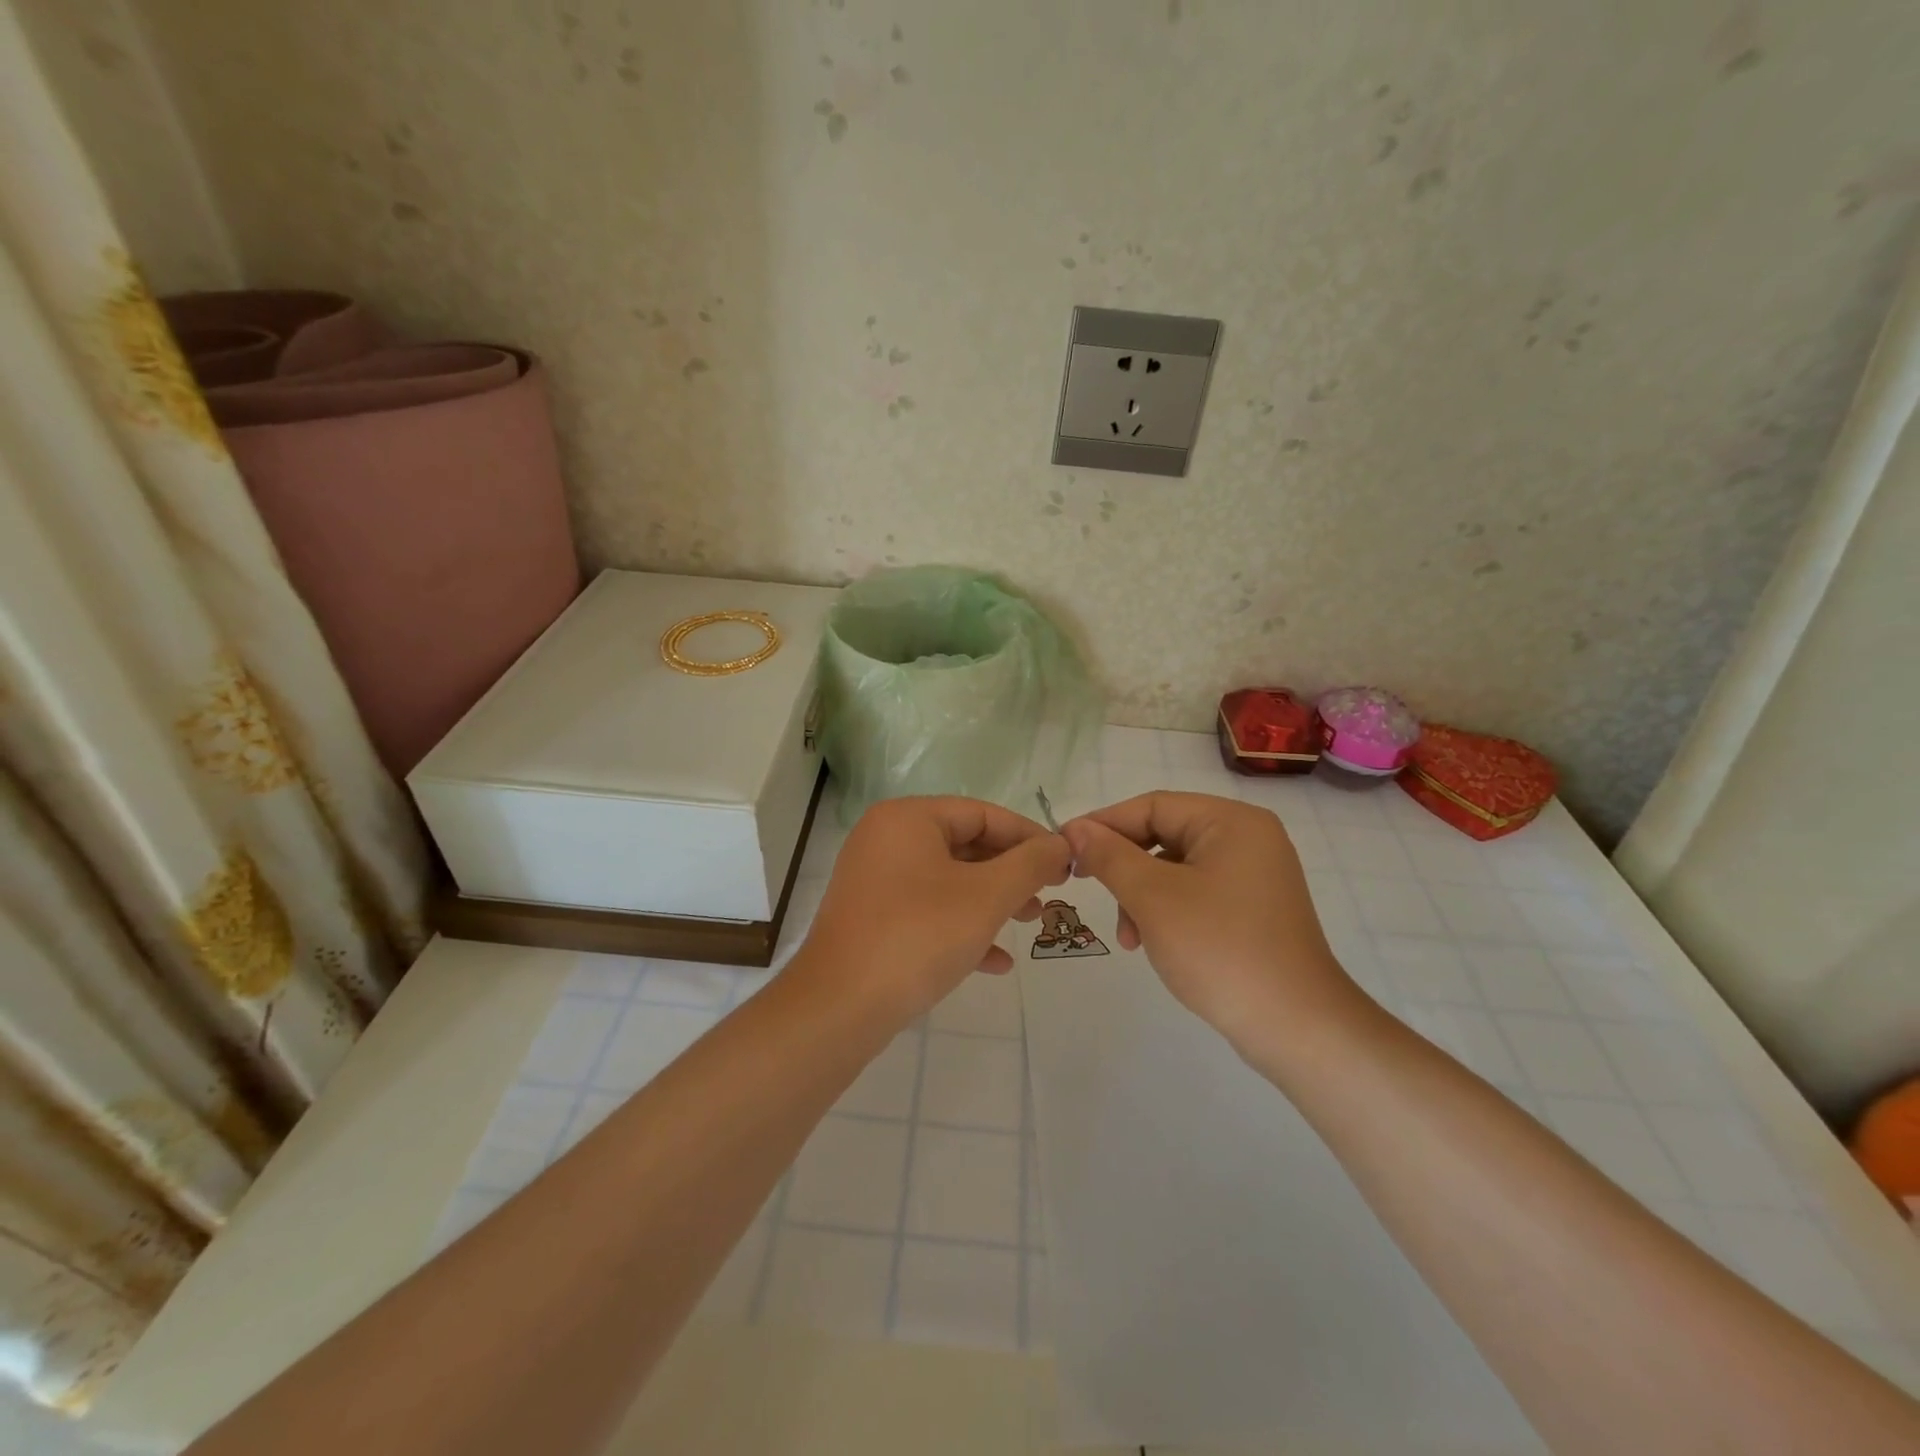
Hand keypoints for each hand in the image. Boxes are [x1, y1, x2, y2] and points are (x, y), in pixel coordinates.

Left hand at [796, 796, 1070, 1024]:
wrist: (839, 1008)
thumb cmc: (918, 936)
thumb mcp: (986, 897)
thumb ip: (1030, 864)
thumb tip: (1062, 843)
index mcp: (908, 819)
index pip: (982, 813)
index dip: (1029, 837)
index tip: (1065, 863)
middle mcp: (886, 840)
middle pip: (965, 845)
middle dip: (1011, 872)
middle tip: (1049, 895)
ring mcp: (875, 881)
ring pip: (949, 881)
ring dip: (993, 900)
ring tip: (1030, 922)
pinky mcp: (871, 919)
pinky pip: (927, 912)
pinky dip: (962, 927)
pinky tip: (996, 961)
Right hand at [1062, 792, 1362, 1050]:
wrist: (1297, 1028)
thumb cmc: (1220, 950)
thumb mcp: (1153, 898)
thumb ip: (1110, 856)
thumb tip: (1075, 828)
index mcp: (1231, 822)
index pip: (1153, 806)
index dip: (1104, 823)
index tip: (1064, 847)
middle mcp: (1247, 839)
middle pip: (1164, 835)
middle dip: (1124, 866)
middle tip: (1086, 887)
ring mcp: (1254, 876)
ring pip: (1175, 869)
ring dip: (1141, 895)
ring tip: (1127, 937)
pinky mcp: (1253, 910)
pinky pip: (1195, 893)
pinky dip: (1165, 911)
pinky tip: (1151, 942)